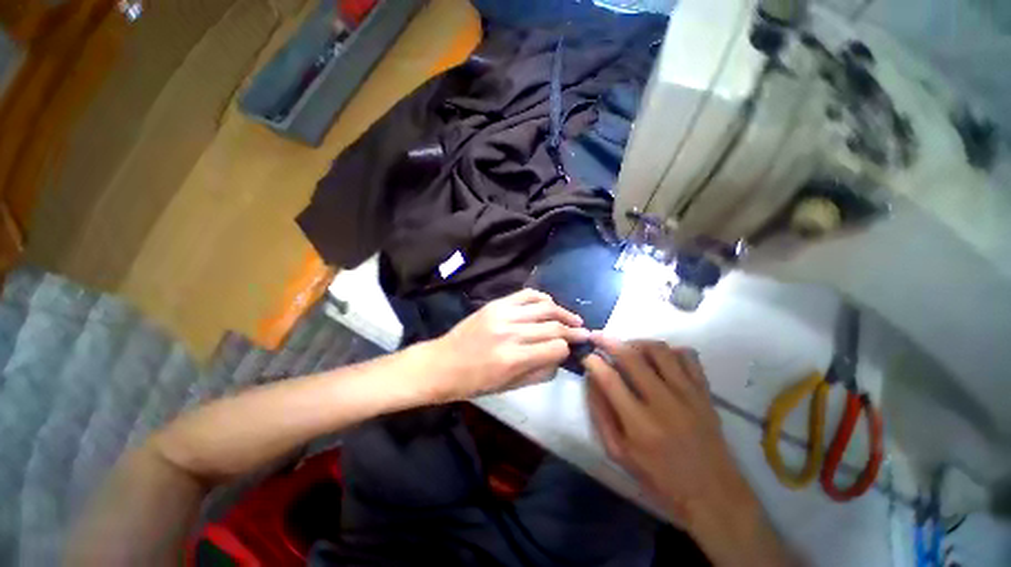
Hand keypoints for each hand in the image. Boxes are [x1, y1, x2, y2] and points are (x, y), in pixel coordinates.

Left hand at [423, 289, 588, 400]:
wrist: (442, 363)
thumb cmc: (474, 382)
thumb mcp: (509, 387)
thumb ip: (539, 372)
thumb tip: (560, 358)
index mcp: (513, 359)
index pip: (555, 348)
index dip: (567, 350)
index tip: (573, 350)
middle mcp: (511, 333)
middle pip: (553, 326)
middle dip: (573, 330)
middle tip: (585, 332)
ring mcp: (503, 314)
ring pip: (544, 307)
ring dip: (563, 312)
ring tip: (573, 318)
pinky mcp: (496, 304)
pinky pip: (526, 294)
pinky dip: (542, 298)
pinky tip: (551, 304)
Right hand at [584, 336, 796, 565]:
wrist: (714, 494)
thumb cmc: (659, 478)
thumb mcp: (619, 454)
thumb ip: (600, 414)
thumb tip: (591, 380)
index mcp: (639, 424)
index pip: (609, 379)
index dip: (593, 361)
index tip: (586, 355)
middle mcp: (664, 402)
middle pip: (631, 357)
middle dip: (608, 341)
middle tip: (597, 337)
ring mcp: (688, 394)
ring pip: (659, 350)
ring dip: (637, 342)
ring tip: (628, 348)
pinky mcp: (705, 392)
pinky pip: (688, 356)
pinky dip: (670, 351)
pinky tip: (660, 359)